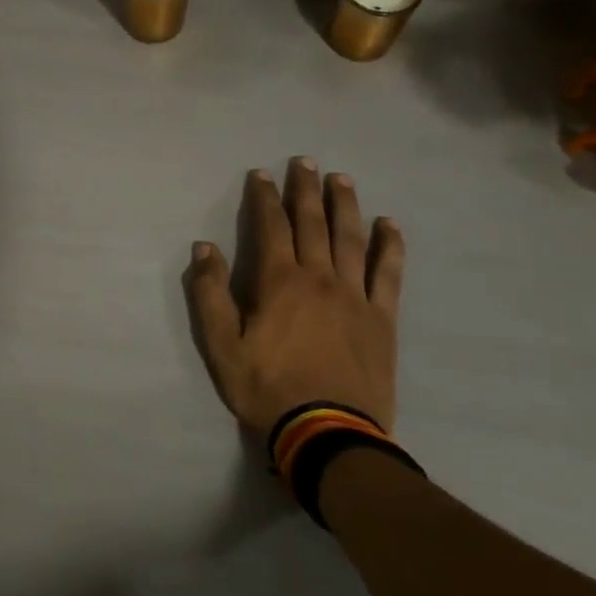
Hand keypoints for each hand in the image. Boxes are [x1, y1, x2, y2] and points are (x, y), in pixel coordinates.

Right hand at [183, 158, 403, 437]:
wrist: (328, 434)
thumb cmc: (267, 387)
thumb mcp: (220, 345)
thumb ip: (209, 293)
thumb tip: (204, 247)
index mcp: (279, 282)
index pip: (270, 227)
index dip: (264, 198)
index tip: (261, 174)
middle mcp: (320, 278)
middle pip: (312, 223)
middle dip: (305, 189)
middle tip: (304, 161)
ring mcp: (355, 296)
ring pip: (351, 239)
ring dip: (345, 206)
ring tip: (342, 179)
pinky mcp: (381, 319)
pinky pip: (388, 274)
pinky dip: (389, 246)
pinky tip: (390, 225)